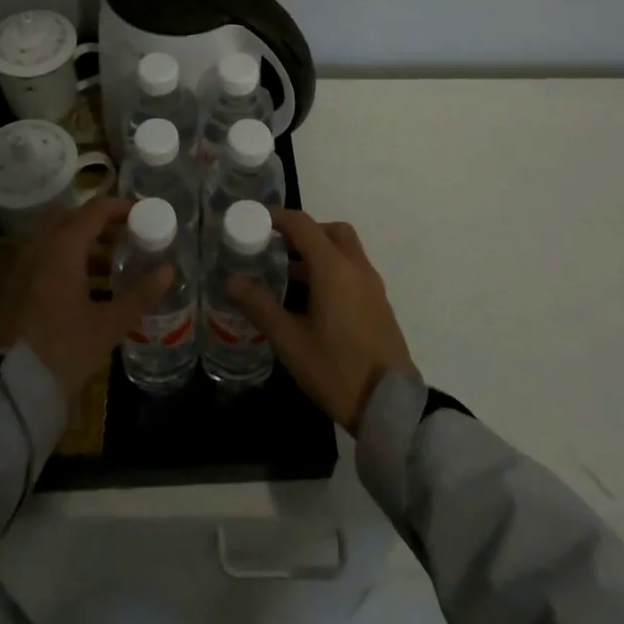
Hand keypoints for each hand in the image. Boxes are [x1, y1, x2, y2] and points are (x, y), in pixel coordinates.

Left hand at [0, 197, 173, 399]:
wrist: (5, 388)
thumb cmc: (61, 351)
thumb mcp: (107, 326)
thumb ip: (139, 295)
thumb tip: (168, 271)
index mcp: (62, 248)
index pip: (96, 210)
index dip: (121, 208)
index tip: (143, 216)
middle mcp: (39, 247)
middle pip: (71, 217)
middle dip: (99, 222)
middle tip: (125, 238)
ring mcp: (21, 265)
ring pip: (54, 237)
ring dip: (81, 241)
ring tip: (109, 264)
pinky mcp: (12, 286)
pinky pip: (41, 256)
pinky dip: (63, 258)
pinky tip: (81, 287)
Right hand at [227, 208, 416, 434]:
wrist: (390, 407)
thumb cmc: (336, 369)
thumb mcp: (290, 341)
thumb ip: (260, 306)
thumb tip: (232, 280)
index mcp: (334, 268)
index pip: (303, 224)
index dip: (277, 217)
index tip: (255, 219)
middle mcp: (356, 267)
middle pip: (330, 230)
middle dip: (302, 231)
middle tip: (276, 246)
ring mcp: (372, 285)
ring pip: (345, 249)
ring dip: (318, 250)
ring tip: (289, 274)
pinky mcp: (379, 304)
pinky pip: (353, 269)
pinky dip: (332, 268)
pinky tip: (314, 299)